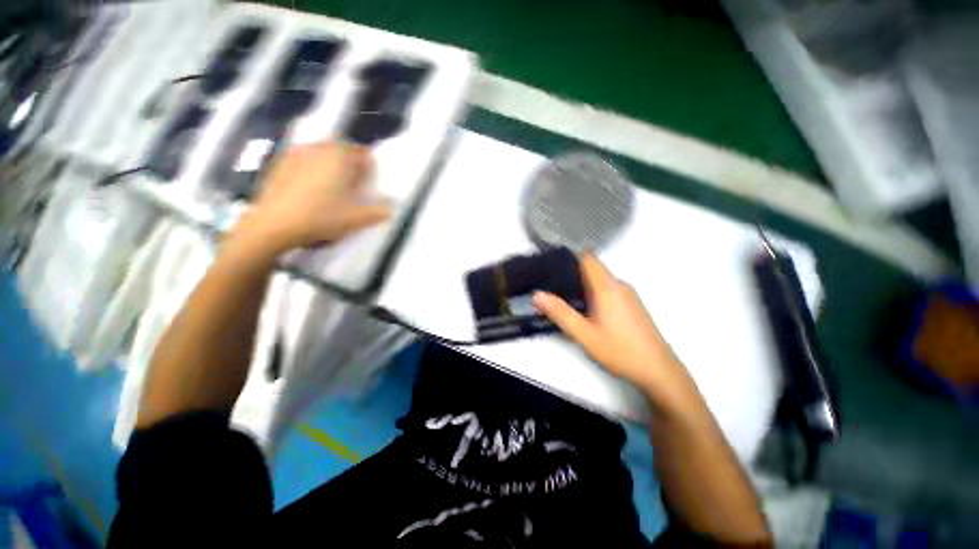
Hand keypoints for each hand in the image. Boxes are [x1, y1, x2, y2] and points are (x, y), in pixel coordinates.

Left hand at [234, 142, 390, 252]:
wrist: (273, 224)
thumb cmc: (320, 218)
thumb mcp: (355, 219)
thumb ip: (377, 213)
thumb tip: (391, 209)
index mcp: (339, 159)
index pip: (361, 153)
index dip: (369, 164)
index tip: (371, 178)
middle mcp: (319, 150)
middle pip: (340, 148)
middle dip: (350, 160)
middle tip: (354, 180)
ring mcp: (296, 154)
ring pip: (321, 150)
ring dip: (331, 161)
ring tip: (333, 181)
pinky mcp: (280, 163)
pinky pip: (303, 157)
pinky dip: (312, 165)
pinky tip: (311, 184)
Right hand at [533, 254, 698, 409]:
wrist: (659, 371)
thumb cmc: (620, 351)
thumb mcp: (584, 335)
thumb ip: (560, 313)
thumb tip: (537, 295)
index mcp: (607, 286)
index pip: (587, 258)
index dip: (568, 256)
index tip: (549, 262)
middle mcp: (619, 284)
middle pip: (592, 268)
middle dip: (570, 272)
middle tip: (549, 283)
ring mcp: (628, 294)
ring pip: (600, 280)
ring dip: (581, 284)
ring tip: (562, 296)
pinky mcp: (632, 304)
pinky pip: (608, 289)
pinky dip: (592, 292)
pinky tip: (584, 309)